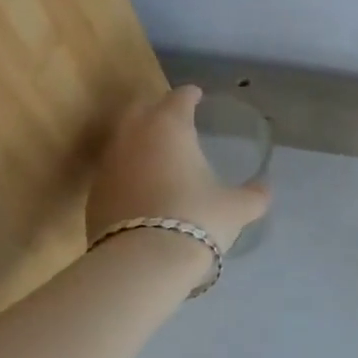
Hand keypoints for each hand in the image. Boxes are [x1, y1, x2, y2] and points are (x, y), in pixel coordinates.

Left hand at [86, 86, 270, 252]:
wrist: (142, 262)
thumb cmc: (197, 219)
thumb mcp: (236, 209)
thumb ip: (253, 195)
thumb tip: (264, 190)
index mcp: (170, 127)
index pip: (178, 98)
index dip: (190, 95)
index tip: (196, 96)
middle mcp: (133, 136)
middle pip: (141, 109)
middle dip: (156, 109)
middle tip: (173, 119)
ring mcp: (108, 164)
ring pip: (122, 139)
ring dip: (138, 141)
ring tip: (157, 155)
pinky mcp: (94, 193)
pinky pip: (113, 171)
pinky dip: (127, 172)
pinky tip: (141, 188)